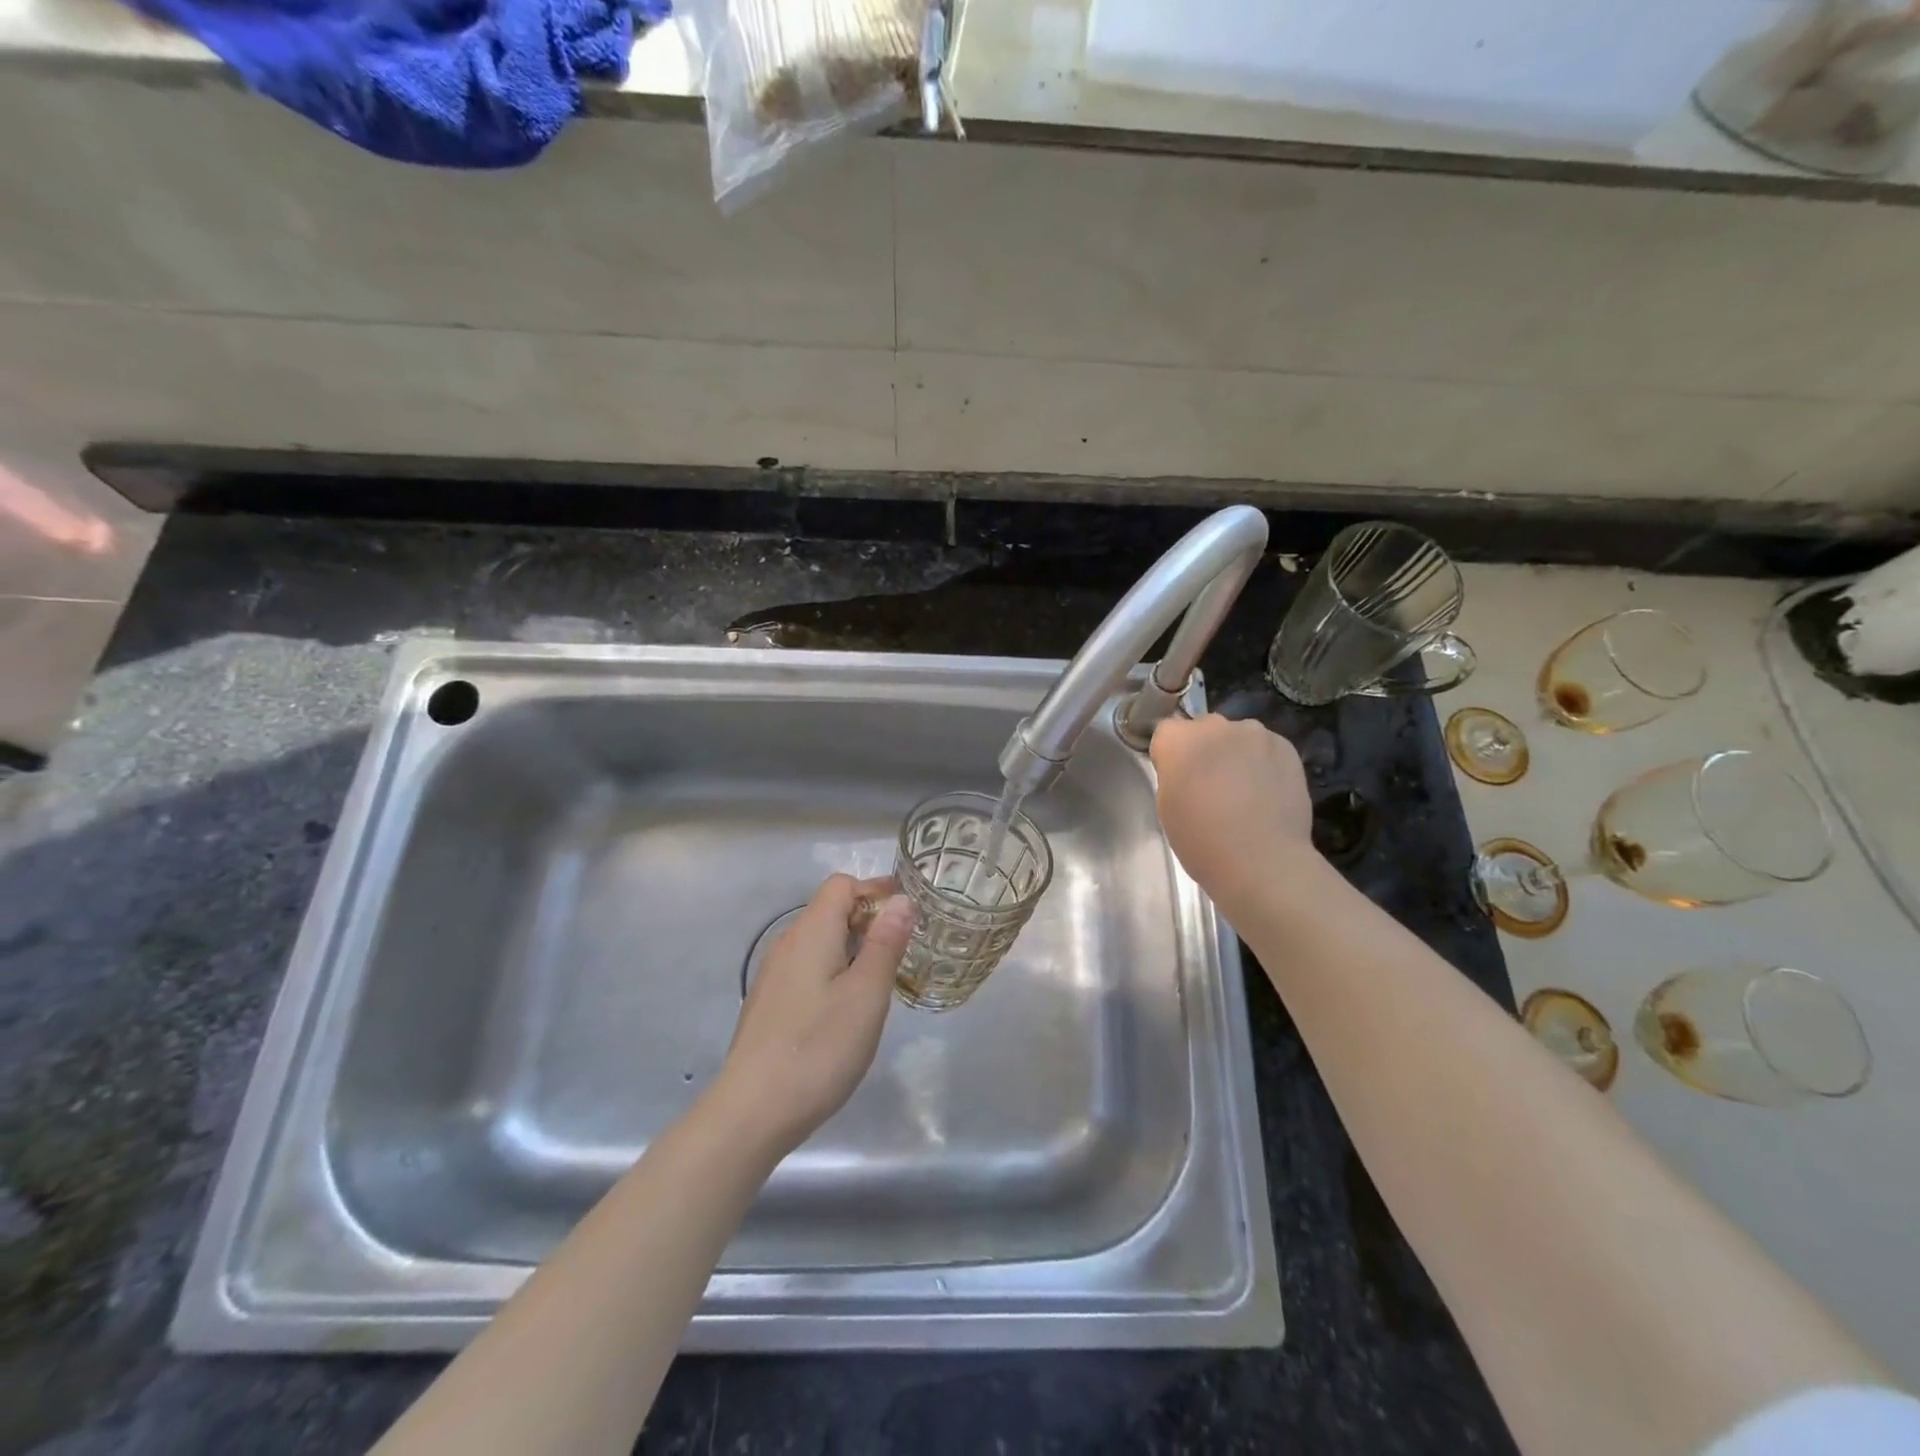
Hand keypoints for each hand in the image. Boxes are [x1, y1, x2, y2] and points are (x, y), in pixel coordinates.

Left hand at [711, 874, 915, 1158]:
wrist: (751, 1112)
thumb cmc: (818, 1048)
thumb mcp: (867, 994)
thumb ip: (886, 943)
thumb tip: (901, 899)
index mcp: (811, 932)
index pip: (842, 885)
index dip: (876, 890)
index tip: (908, 915)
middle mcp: (787, 943)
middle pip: (829, 910)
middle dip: (868, 920)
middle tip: (903, 952)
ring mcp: (773, 974)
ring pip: (819, 941)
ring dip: (852, 947)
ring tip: (880, 982)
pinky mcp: (768, 1003)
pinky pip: (807, 967)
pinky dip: (833, 971)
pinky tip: (846, 1009)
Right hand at [1150, 714, 1313, 912]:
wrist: (1262, 861)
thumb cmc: (1202, 840)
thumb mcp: (1167, 806)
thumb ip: (1173, 774)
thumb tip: (1188, 767)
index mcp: (1179, 740)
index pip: (1166, 731)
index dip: (1170, 755)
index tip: (1177, 779)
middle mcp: (1216, 726)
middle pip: (1203, 728)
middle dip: (1204, 749)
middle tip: (1210, 784)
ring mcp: (1254, 734)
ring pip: (1237, 736)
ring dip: (1235, 753)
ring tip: (1244, 789)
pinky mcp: (1286, 747)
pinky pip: (1266, 747)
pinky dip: (1262, 762)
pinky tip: (1266, 791)